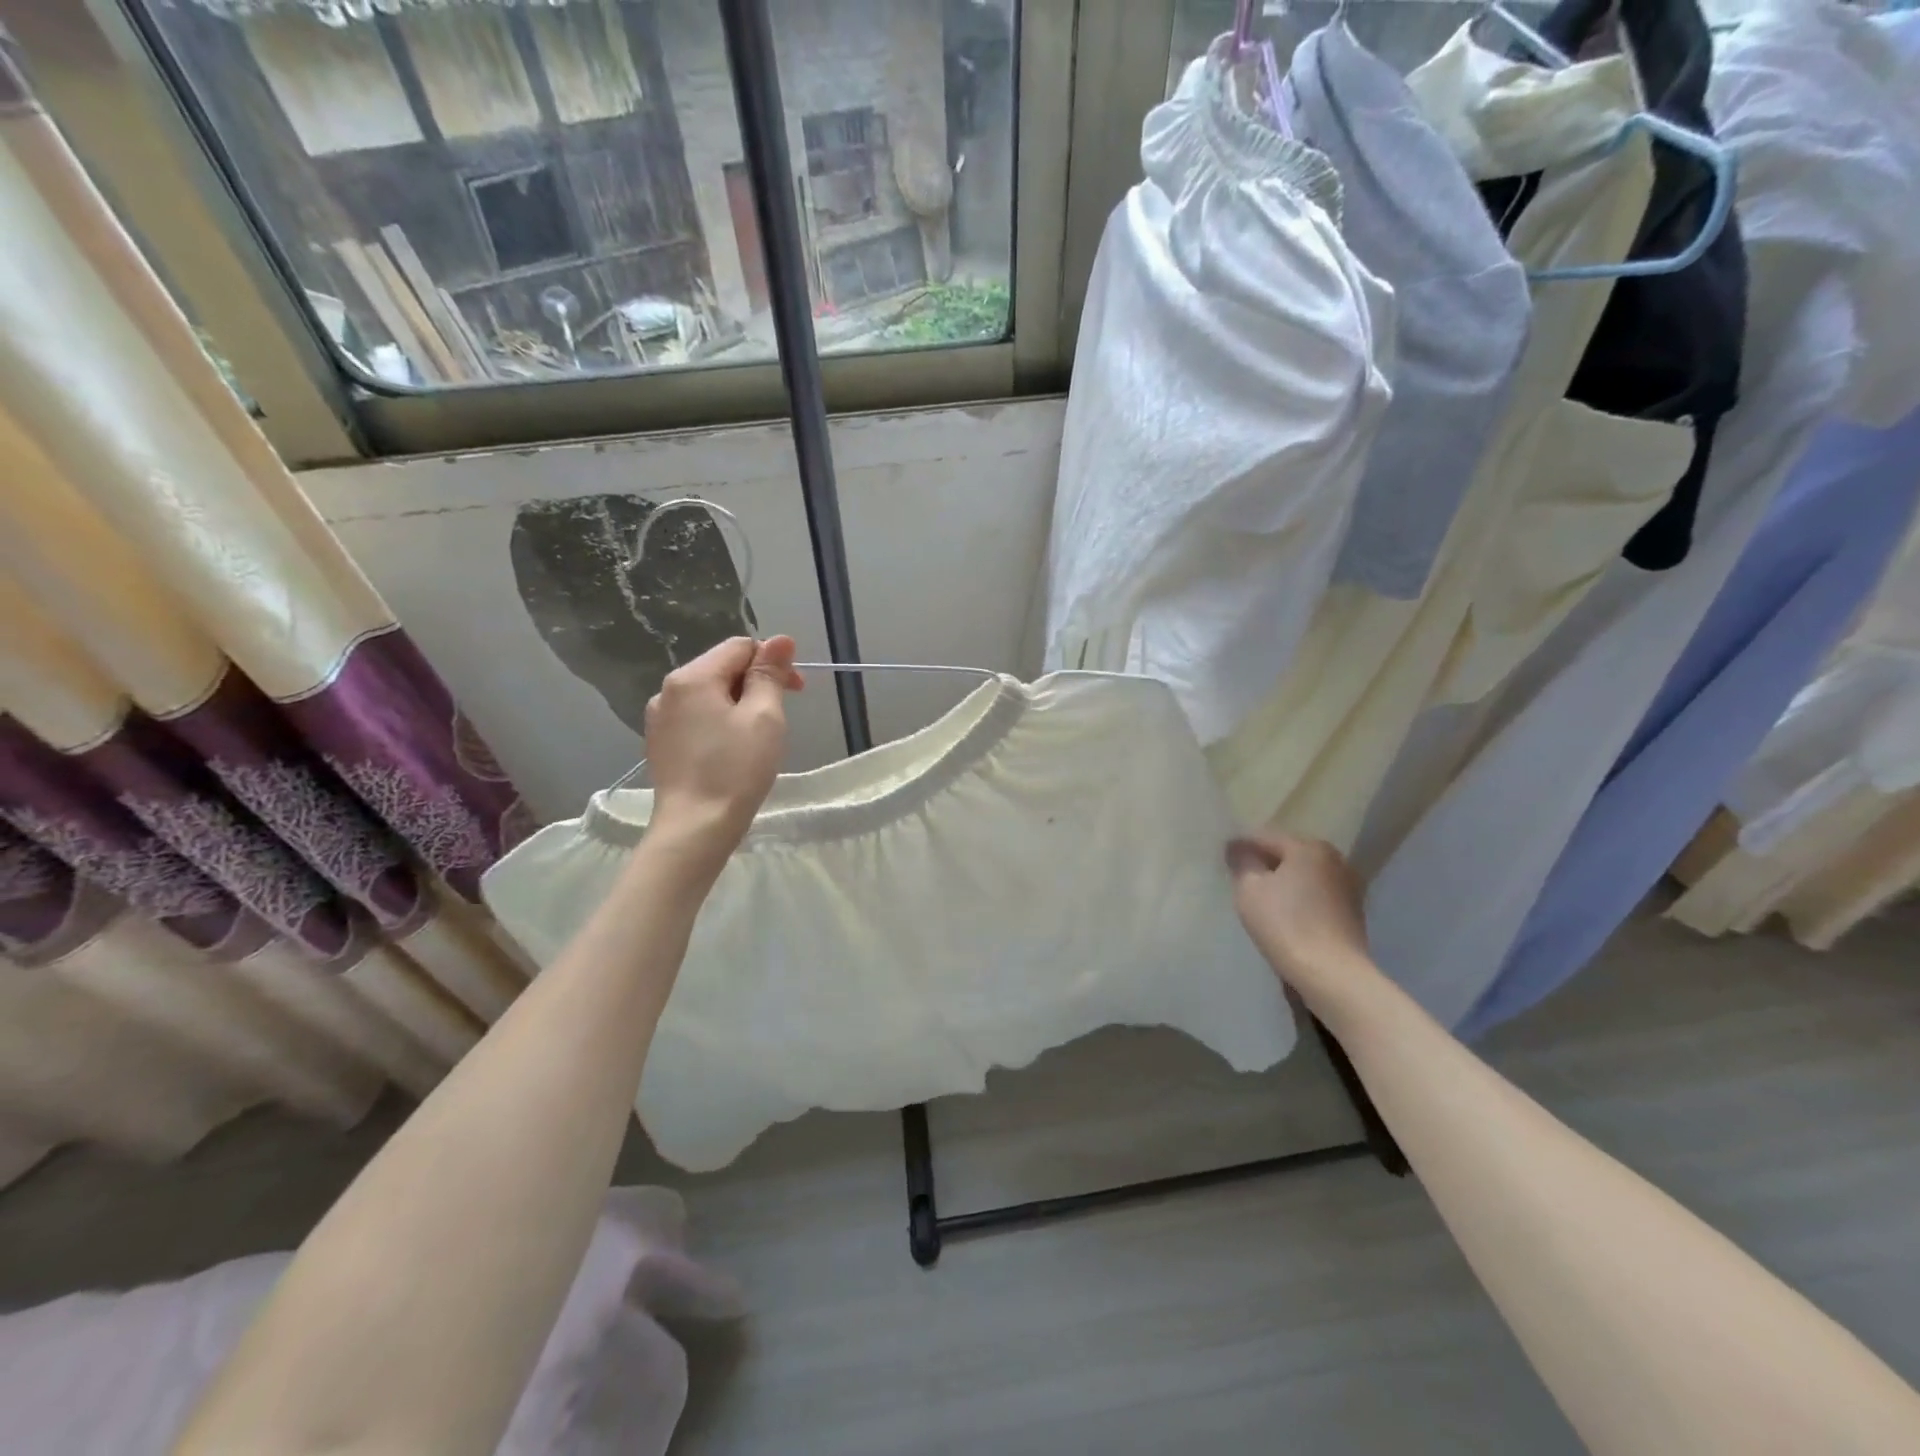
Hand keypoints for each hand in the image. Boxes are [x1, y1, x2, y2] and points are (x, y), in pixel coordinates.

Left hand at [644, 636, 802, 856]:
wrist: (695, 828)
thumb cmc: (735, 770)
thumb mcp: (764, 717)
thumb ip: (770, 674)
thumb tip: (780, 640)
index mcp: (692, 677)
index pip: (740, 647)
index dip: (773, 661)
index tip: (796, 691)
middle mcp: (668, 690)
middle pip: (722, 668)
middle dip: (756, 683)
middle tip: (782, 717)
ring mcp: (659, 719)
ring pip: (710, 695)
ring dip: (739, 704)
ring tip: (758, 737)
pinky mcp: (660, 744)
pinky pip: (697, 718)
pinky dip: (720, 723)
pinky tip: (732, 750)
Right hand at [1227, 831, 1377, 1015]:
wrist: (1331, 973)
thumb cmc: (1285, 924)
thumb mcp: (1249, 890)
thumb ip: (1242, 863)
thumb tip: (1238, 849)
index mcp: (1309, 847)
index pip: (1265, 837)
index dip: (1241, 845)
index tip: (1222, 855)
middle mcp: (1335, 859)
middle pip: (1290, 853)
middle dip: (1266, 861)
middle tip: (1242, 873)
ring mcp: (1349, 885)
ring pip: (1306, 874)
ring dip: (1286, 880)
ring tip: (1263, 894)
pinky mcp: (1353, 911)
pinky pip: (1318, 894)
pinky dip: (1301, 897)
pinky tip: (1287, 911)